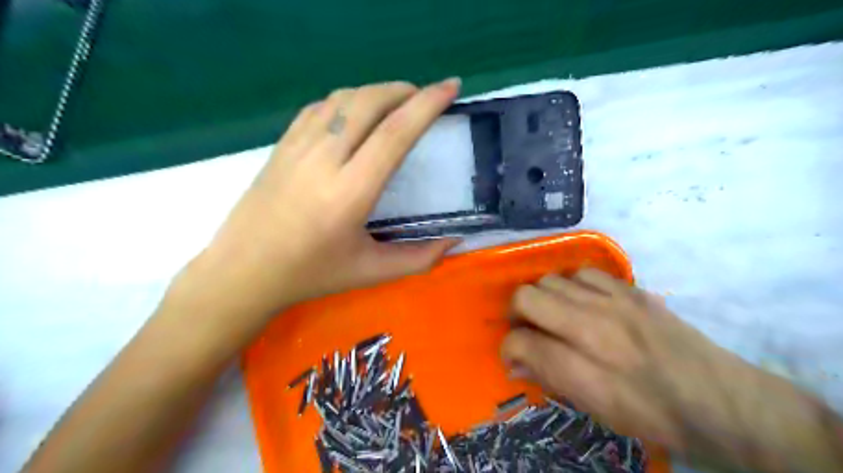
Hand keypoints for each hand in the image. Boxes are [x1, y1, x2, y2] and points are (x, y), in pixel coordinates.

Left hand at [178, 80, 459, 326]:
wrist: (243, 271)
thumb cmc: (312, 274)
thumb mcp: (372, 272)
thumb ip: (419, 258)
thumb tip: (456, 240)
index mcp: (350, 192)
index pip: (394, 134)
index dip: (427, 105)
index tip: (450, 87)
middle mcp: (324, 160)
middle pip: (369, 103)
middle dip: (404, 90)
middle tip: (425, 97)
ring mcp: (298, 147)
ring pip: (343, 98)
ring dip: (376, 92)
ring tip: (396, 102)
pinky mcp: (281, 145)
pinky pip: (319, 107)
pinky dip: (347, 100)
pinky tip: (356, 113)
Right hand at [499, 271, 835, 472]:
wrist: (719, 399)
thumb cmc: (651, 415)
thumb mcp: (595, 409)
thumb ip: (549, 379)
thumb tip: (516, 362)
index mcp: (581, 370)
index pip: (520, 342)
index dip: (508, 349)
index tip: (514, 356)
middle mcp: (591, 328)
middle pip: (526, 297)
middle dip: (516, 314)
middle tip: (528, 329)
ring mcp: (613, 302)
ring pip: (550, 279)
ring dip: (543, 297)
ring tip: (554, 314)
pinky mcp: (631, 289)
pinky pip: (583, 272)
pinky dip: (573, 285)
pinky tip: (582, 300)